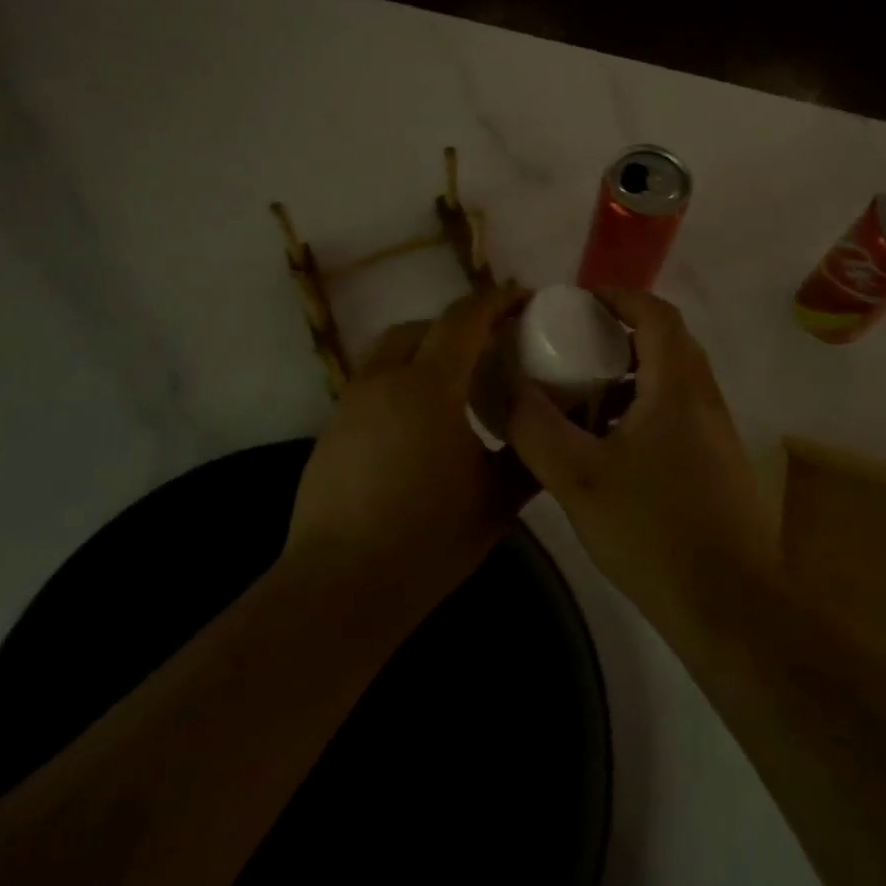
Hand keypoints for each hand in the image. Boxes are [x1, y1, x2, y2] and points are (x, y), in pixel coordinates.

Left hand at [284, 284, 531, 619]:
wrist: (342, 585)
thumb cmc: (428, 538)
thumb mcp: (498, 499)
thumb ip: (530, 453)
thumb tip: (553, 427)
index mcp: (429, 385)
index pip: (464, 318)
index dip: (497, 301)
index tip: (525, 300)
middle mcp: (384, 379)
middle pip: (424, 326)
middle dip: (461, 324)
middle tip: (493, 345)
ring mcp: (351, 402)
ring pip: (391, 350)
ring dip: (426, 349)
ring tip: (456, 381)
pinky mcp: (332, 428)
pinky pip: (373, 381)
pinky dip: (402, 379)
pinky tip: (419, 422)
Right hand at [507, 288, 778, 638]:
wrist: (729, 607)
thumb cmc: (653, 532)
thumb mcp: (578, 479)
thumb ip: (537, 427)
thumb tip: (513, 387)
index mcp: (678, 386)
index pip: (655, 313)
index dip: (617, 297)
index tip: (577, 304)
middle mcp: (705, 398)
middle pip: (666, 341)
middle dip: (619, 335)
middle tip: (574, 348)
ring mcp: (717, 432)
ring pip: (673, 380)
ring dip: (631, 375)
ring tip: (585, 397)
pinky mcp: (718, 463)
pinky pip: (678, 412)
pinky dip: (644, 407)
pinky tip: (611, 447)